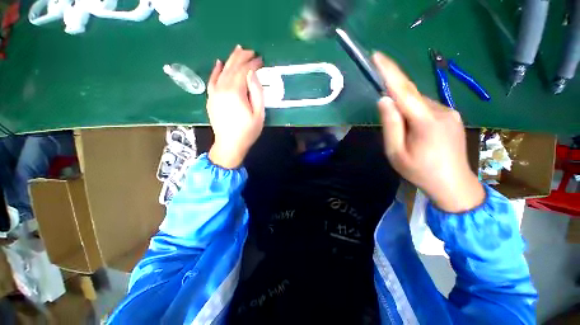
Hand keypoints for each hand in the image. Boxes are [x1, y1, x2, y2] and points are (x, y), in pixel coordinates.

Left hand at [207, 45, 264, 168]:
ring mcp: (214, 92)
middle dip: (242, 57)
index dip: (253, 64)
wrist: (229, 145)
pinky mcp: (211, 98)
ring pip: (222, 71)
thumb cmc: (248, 131)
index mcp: (236, 92)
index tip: (261, 60)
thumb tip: (252, 73)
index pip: (244, 71)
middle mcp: (222, 88)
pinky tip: (219, 63)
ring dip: (231, 60)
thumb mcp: (259, 114)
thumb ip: (257, 92)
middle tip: (251, 51)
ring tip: (238, 51)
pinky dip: (216, 70)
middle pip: (232, 67)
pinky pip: (212, 80)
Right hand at [372, 52, 484, 212]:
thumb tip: (384, 100)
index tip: (377, 57)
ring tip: (406, 137)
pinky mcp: (452, 116)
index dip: (389, 72)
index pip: (404, 90)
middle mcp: (441, 110)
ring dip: (405, 113)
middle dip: (395, 104)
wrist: (453, 185)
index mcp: (426, 121)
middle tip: (393, 128)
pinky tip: (416, 133)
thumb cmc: (420, 171)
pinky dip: (415, 115)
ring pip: (418, 103)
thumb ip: (390, 125)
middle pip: (410, 97)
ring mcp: (450, 112)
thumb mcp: (396, 152)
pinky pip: (427, 108)